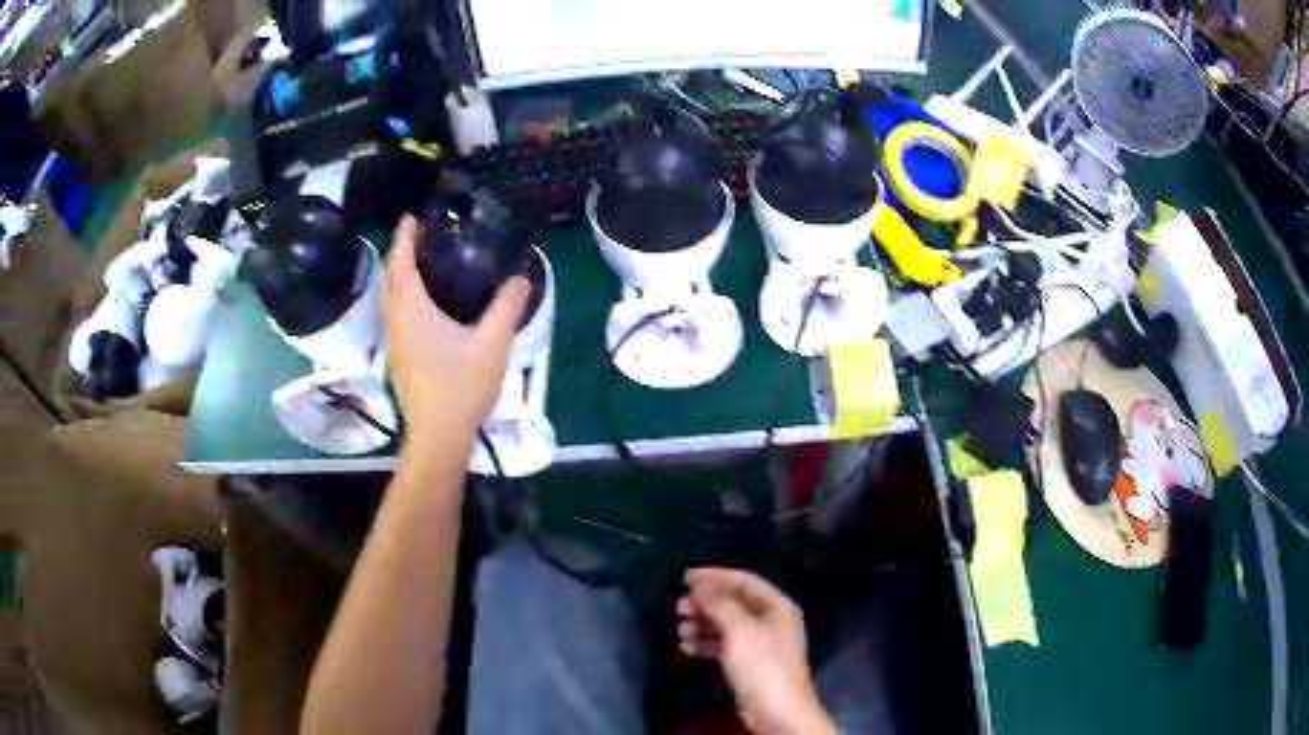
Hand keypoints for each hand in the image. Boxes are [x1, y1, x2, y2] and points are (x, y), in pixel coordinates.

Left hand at [382, 216, 529, 442]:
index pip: (401, 262)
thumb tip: (521, 277)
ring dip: (397, 277)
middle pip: (389, 278)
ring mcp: (394, 342)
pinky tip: (422, 305)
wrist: (439, 435)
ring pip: (387, 299)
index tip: (410, 217)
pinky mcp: (398, 359)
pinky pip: (393, 316)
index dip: (403, 237)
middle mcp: (396, 321)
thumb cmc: (461, 386)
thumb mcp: (492, 343)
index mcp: (412, 309)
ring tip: (419, 264)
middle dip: (398, 253)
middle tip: (417, 237)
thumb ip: (507, 306)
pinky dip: (400, 298)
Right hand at [677, 569, 833, 734]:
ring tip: (680, 632)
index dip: (714, 576)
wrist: (778, 711)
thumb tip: (700, 586)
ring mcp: (761, 643)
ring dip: (702, 624)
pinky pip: (725, 644)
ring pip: (727, 624)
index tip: (685, 577)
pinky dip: (706, 643)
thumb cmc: (761, 665)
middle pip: (734, 602)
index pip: (744, 580)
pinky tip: (687, 648)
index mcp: (777, 606)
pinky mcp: (751, 663)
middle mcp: (771, 620)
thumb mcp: (739, 630)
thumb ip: (719, 604)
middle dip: (705, 603)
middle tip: (679, 608)